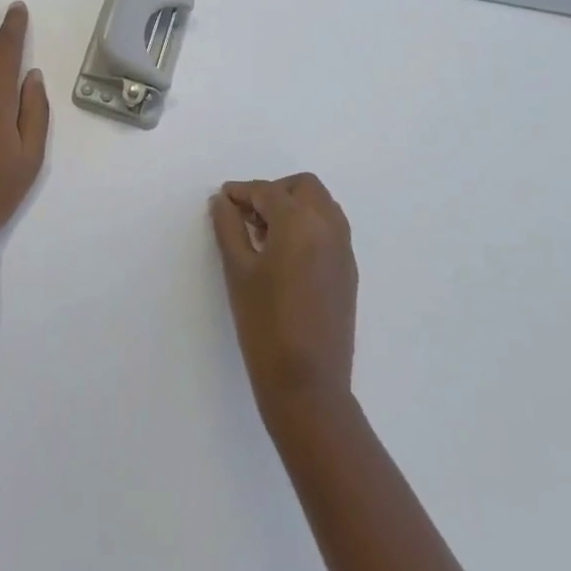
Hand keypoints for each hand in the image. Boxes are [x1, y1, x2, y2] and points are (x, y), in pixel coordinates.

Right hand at [209, 173, 358, 428]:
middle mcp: (329, 227)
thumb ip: (229, 228)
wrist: (308, 383)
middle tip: (247, 214)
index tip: (222, 198)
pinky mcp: (348, 271)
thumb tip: (223, 202)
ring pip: (321, 205)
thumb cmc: (265, 325)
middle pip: (303, 187)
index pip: (268, 191)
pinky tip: (284, 253)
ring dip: (293, 205)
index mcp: (300, 222)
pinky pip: (330, 229)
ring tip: (263, 233)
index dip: (242, 191)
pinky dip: (308, 225)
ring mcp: (344, 249)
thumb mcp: (238, 272)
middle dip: (274, 191)